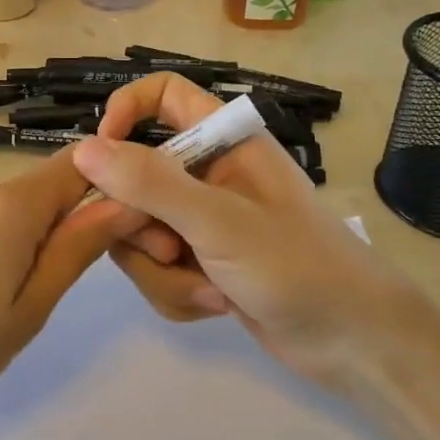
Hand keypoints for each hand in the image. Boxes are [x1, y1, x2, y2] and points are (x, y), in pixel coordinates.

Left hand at [0, 151, 115, 439]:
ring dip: (24, 245)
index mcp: (10, 204)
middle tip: (47, 299)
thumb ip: (76, 249)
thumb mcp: (27, 310)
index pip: (82, 166)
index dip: (114, 186)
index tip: (132, 228)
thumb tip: (127, 202)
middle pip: (46, 192)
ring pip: (13, 210)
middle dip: (62, 232)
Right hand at [67, 74, 435, 380]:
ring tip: (208, 287)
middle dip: (141, 223)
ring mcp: (201, 220)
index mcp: (222, 141)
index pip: (161, 95)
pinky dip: (177, 291)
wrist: (355, 343)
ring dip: (162, 269)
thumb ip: (149, 183)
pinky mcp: (200, 261)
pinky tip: (215, 304)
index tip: (100, 154)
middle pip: (133, 175)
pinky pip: (155, 268)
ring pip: (138, 229)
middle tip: (169, 248)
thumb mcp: (218, 221)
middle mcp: (206, 174)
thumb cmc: (298, 265)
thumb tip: (83, 150)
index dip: (124, 111)